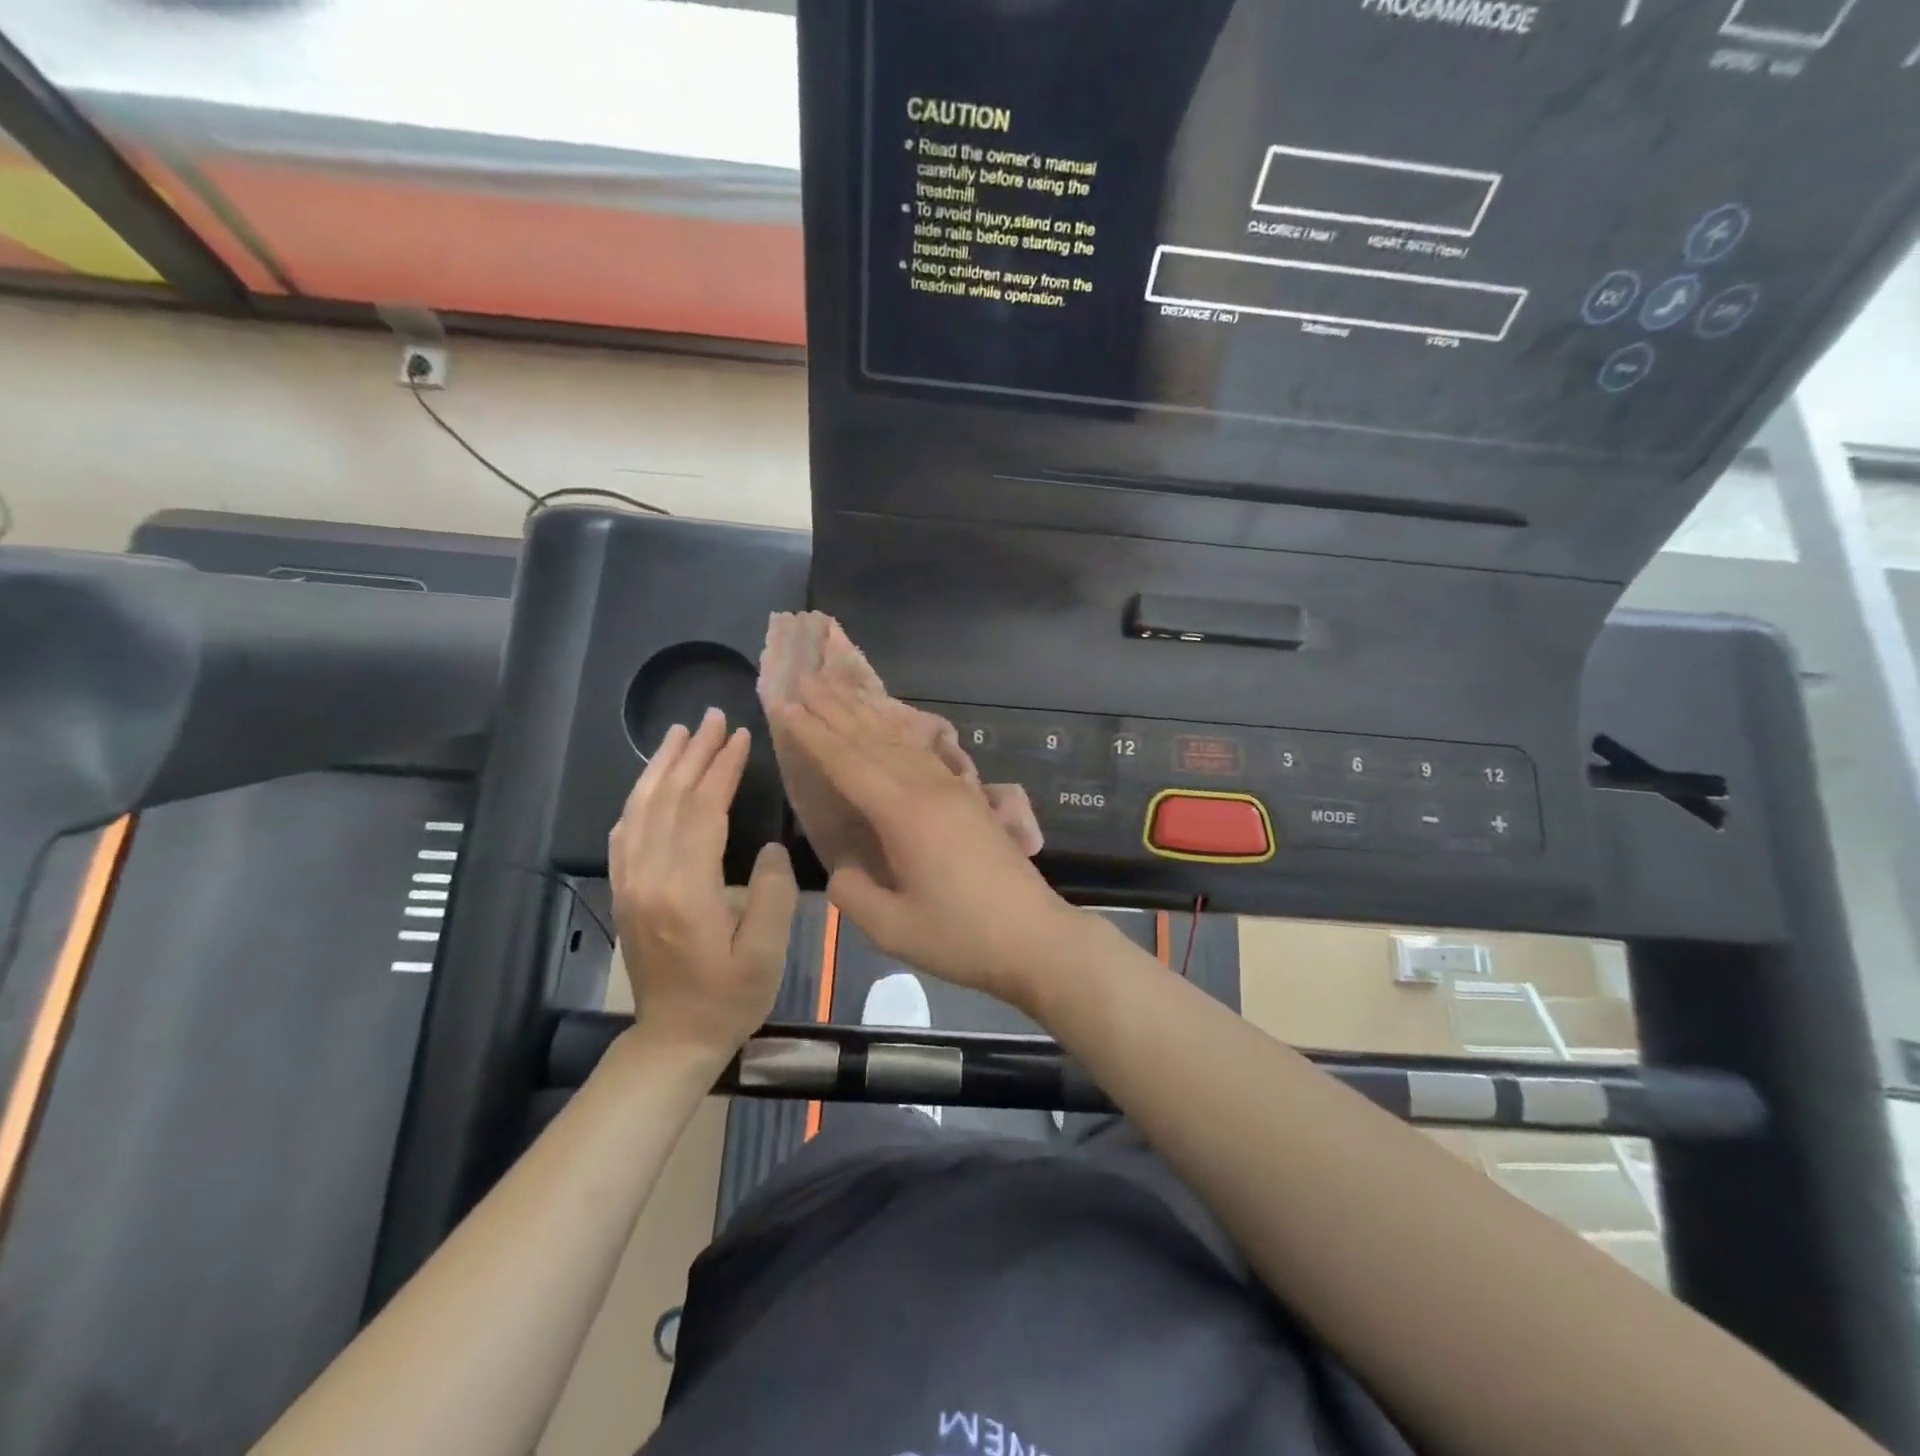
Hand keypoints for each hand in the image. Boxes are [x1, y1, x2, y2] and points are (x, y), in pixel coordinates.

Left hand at [609, 707, 797, 1058]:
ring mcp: (630, 882)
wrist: (674, 1038)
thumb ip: (772, 893)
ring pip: (640, 808)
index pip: (701, 811)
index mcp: (685, 890)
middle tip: (713, 717)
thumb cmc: (729, 997)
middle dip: (692, 754)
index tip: (740, 736)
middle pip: (668, 799)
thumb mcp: (766, 952)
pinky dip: (639, 796)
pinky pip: (624, 831)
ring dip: (660, 766)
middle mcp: (648, 877)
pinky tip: (652, 781)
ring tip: (680, 732)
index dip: (721, 769)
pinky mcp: (624, 890)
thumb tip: (770, 847)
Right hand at [769, 674, 1092, 1012]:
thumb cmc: (962, 937)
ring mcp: (955, 789)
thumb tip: (843, 866)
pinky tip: (893, 726)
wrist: (1036, 938)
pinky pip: (925, 753)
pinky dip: (899, 733)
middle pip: (873, 739)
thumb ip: (853, 891)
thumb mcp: (891, 928)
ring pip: (901, 741)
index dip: (813, 733)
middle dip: (836, 708)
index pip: (847, 763)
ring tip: (840, 688)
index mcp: (904, 814)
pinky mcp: (971, 799)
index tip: (785, 703)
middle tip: (805, 676)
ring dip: (866, 713)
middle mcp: (928, 788)